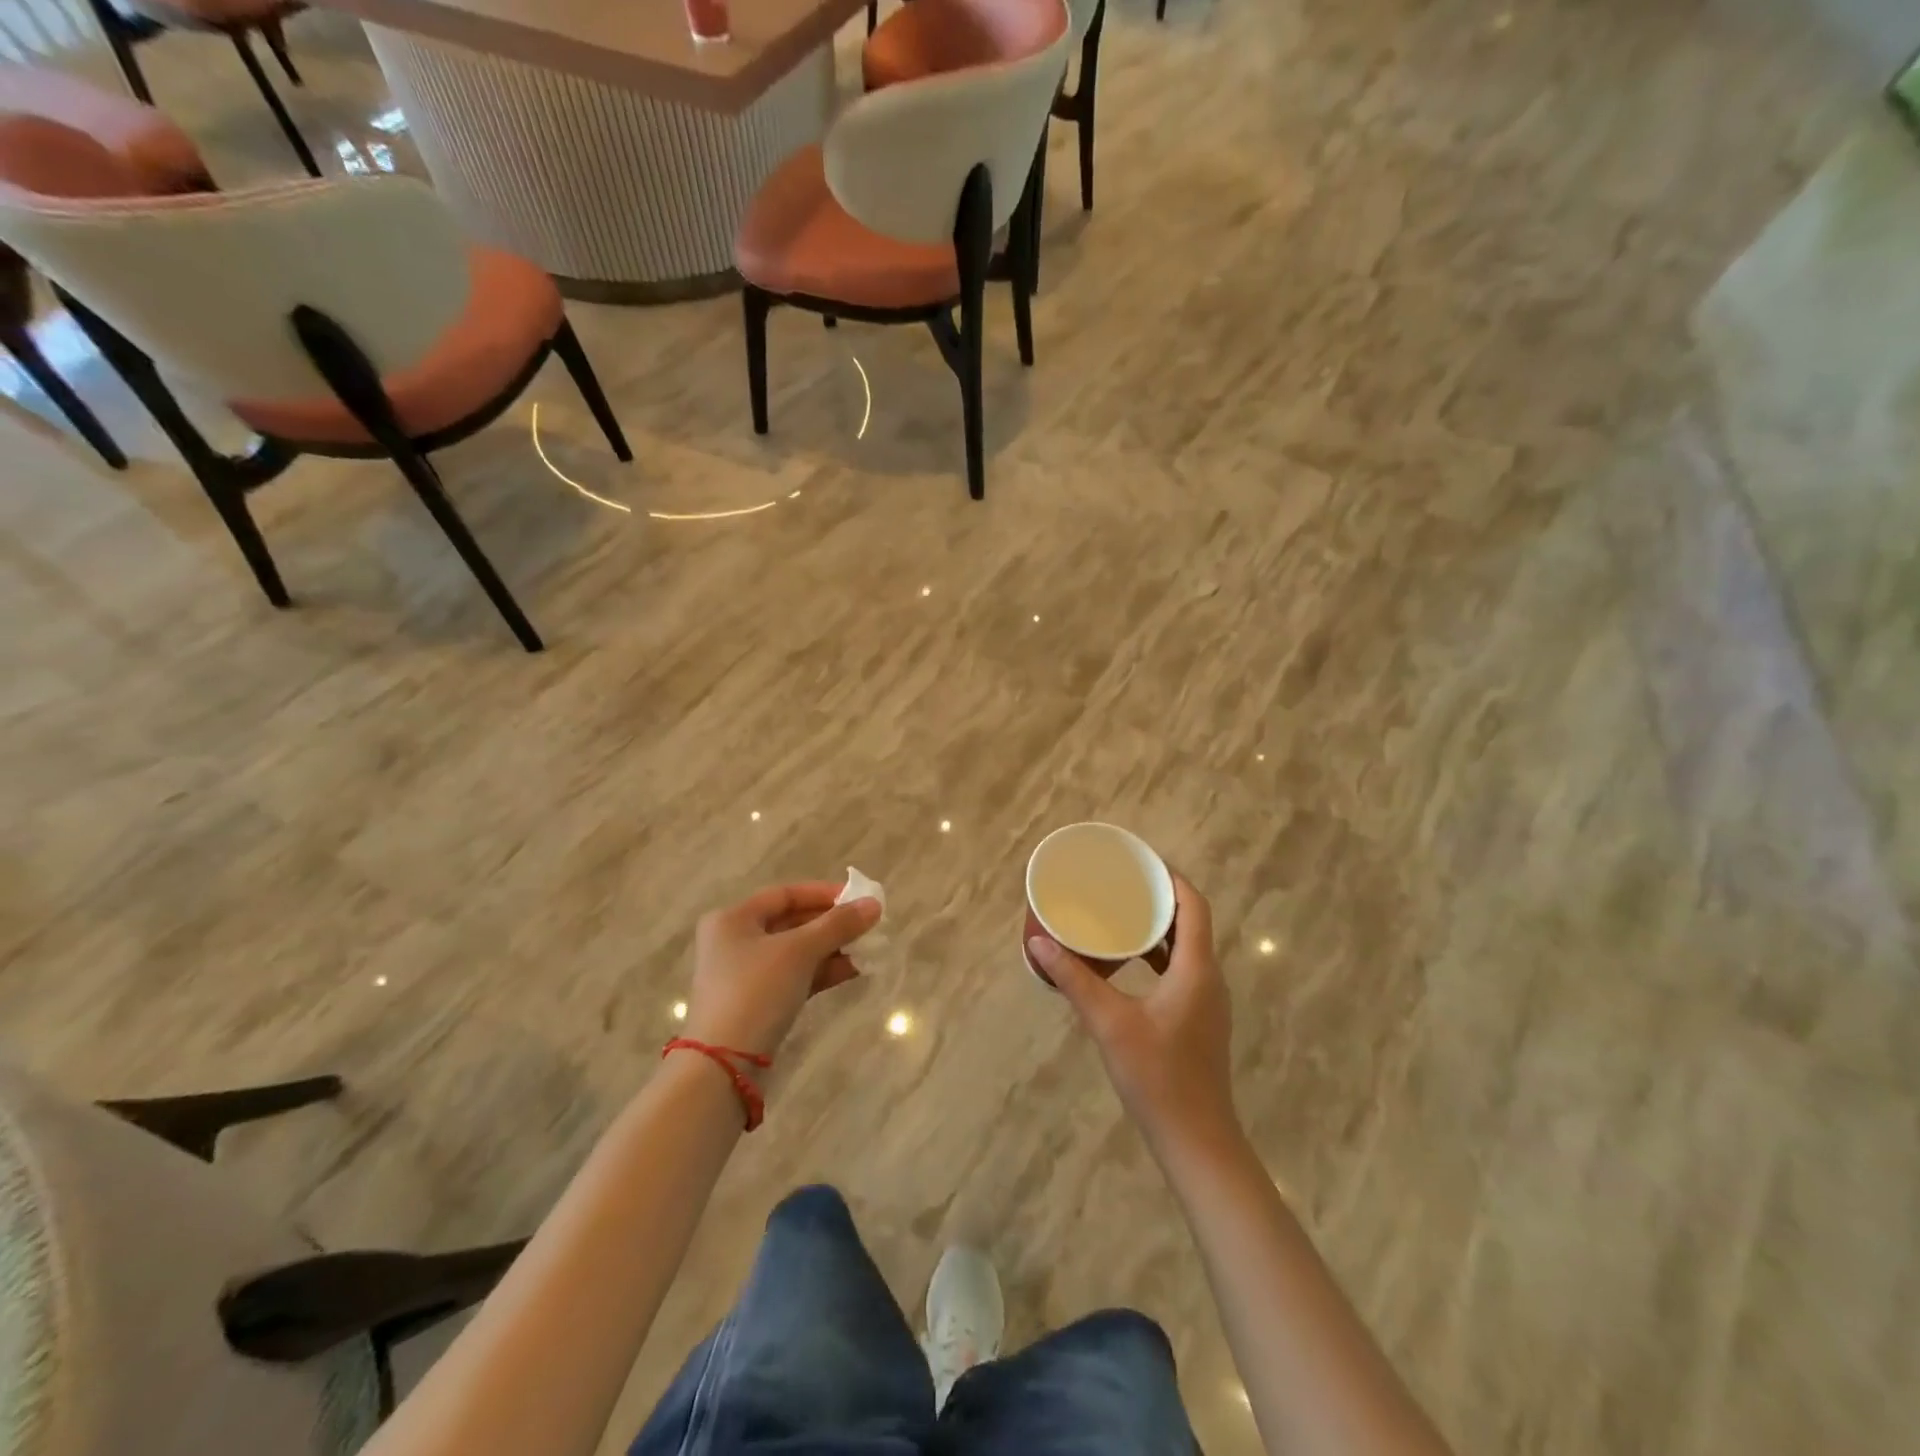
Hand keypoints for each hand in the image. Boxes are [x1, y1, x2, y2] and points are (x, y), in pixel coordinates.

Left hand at [684, 882, 880, 1058]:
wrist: (724, 1065)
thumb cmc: (757, 991)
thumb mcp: (799, 951)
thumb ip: (838, 925)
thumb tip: (874, 904)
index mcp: (733, 919)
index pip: (785, 895)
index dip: (823, 893)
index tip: (858, 898)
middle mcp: (735, 942)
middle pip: (791, 922)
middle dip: (831, 924)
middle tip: (868, 925)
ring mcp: (745, 975)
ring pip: (796, 952)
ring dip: (831, 948)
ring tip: (868, 948)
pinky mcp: (757, 1003)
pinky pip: (795, 976)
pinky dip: (822, 971)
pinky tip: (853, 970)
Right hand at [1028, 873, 1239, 1159]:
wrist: (1197, 1140)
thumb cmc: (1158, 1077)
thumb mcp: (1110, 1024)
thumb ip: (1075, 980)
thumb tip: (1040, 943)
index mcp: (1196, 969)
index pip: (1194, 905)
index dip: (1172, 878)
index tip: (1140, 861)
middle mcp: (1209, 978)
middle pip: (1191, 922)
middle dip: (1159, 899)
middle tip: (1121, 884)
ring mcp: (1207, 1001)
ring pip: (1186, 948)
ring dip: (1158, 928)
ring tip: (1121, 915)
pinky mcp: (1199, 1020)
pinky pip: (1181, 970)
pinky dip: (1158, 955)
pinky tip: (1128, 963)